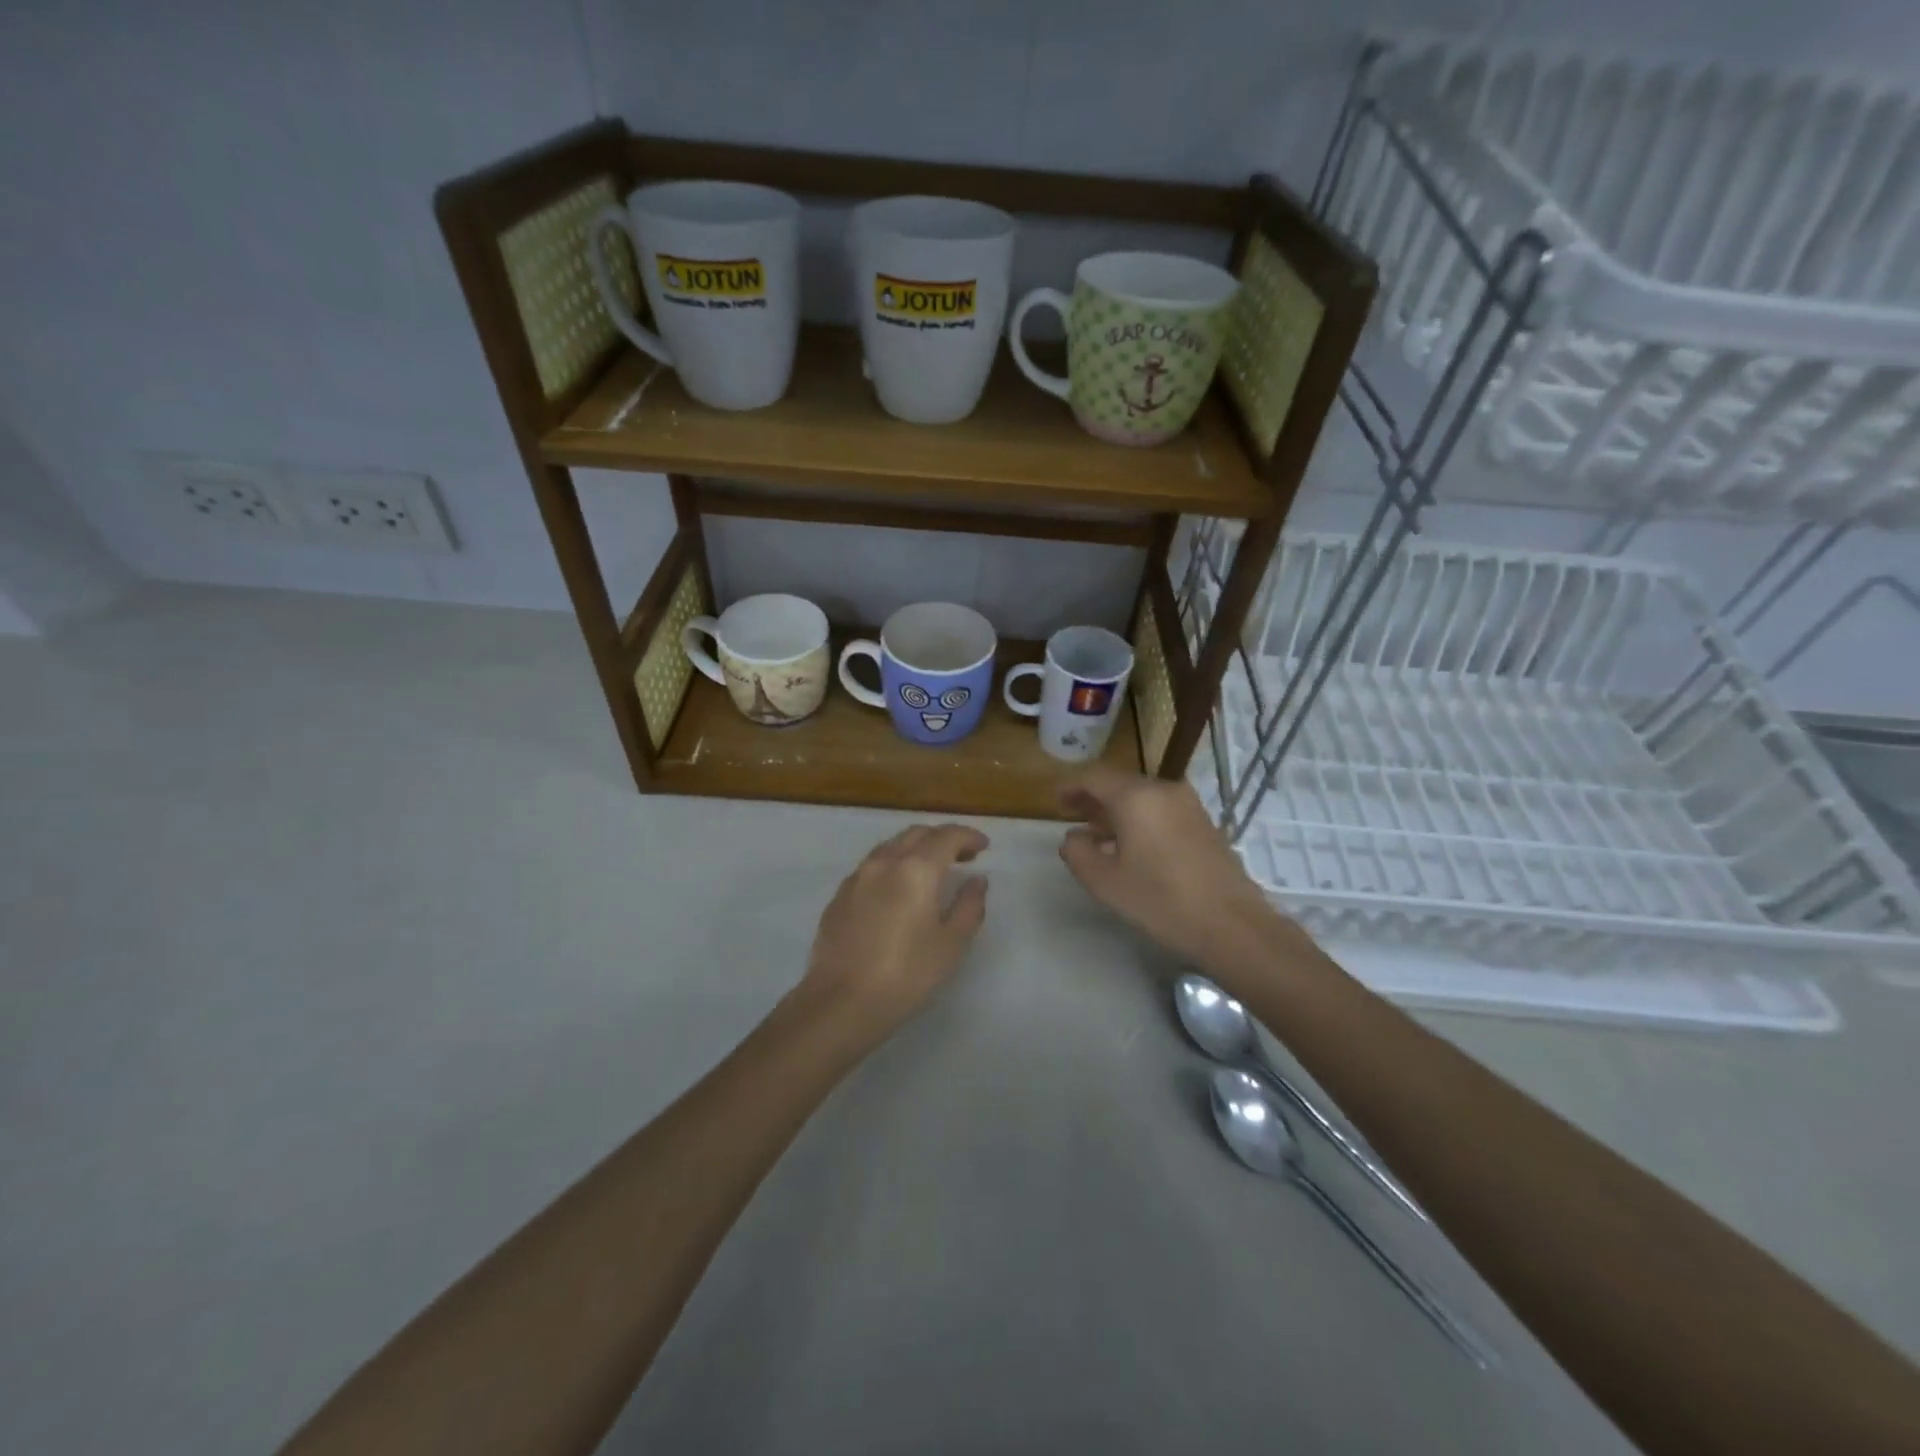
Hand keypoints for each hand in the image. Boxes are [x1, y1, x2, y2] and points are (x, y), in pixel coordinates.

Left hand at [793, 823, 989, 1041]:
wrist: (841, 1001)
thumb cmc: (906, 974)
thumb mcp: (951, 944)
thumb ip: (969, 905)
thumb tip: (977, 880)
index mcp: (916, 868)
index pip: (947, 836)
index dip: (968, 836)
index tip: (983, 846)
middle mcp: (884, 862)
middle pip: (917, 834)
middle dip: (942, 838)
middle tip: (962, 856)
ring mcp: (857, 876)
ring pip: (891, 846)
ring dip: (915, 848)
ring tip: (930, 870)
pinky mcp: (839, 895)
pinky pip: (872, 866)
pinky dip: (892, 865)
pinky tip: (897, 889)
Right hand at [1058, 766, 1282, 967]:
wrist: (1232, 924)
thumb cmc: (1161, 901)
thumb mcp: (1105, 882)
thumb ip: (1077, 852)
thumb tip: (1073, 837)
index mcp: (1136, 797)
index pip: (1093, 776)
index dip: (1070, 786)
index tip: (1054, 801)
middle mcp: (1163, 789)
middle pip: (1119, 783)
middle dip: (1092, 797)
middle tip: (1071, 814)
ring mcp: (1187, 804)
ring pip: (1141, 796)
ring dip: (1116, 809)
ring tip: (1097, 832)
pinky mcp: (1203, 822)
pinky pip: (1160, 809)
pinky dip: (1139, 817)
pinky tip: (1131, 845)